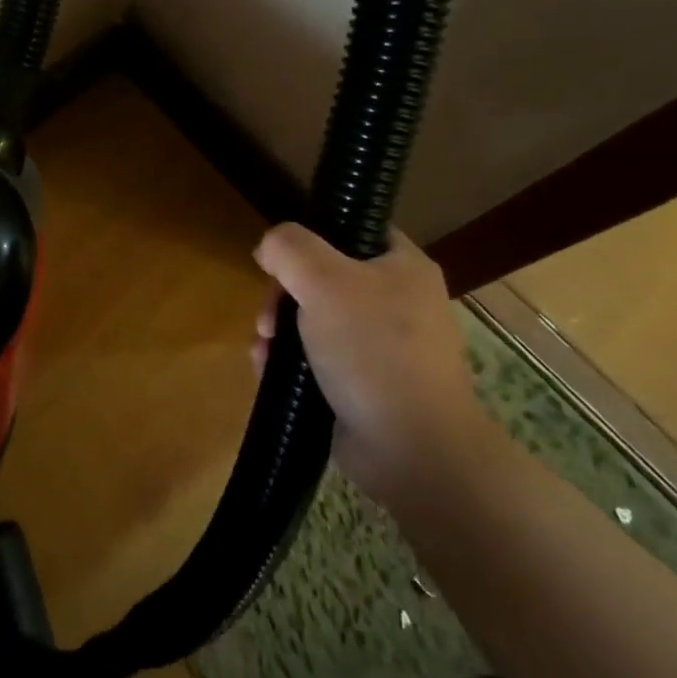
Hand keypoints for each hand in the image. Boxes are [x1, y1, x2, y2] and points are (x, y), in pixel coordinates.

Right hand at [252, 224, 487, 506]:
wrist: (413, 448)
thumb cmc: (373, 350)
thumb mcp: (324, 282)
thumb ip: (290, 248)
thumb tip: (270, 246)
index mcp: (402, 266)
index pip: (353, 229)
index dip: (311, 235)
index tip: (279, 259)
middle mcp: (396, 301)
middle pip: (324, 276)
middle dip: (284, 295)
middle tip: (267, 317)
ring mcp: (382, 346)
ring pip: (315, 320)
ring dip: (280, 330)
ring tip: (264, 349)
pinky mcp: (365, 383)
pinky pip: (318, 358)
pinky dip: (290, 362)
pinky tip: (267, 371)